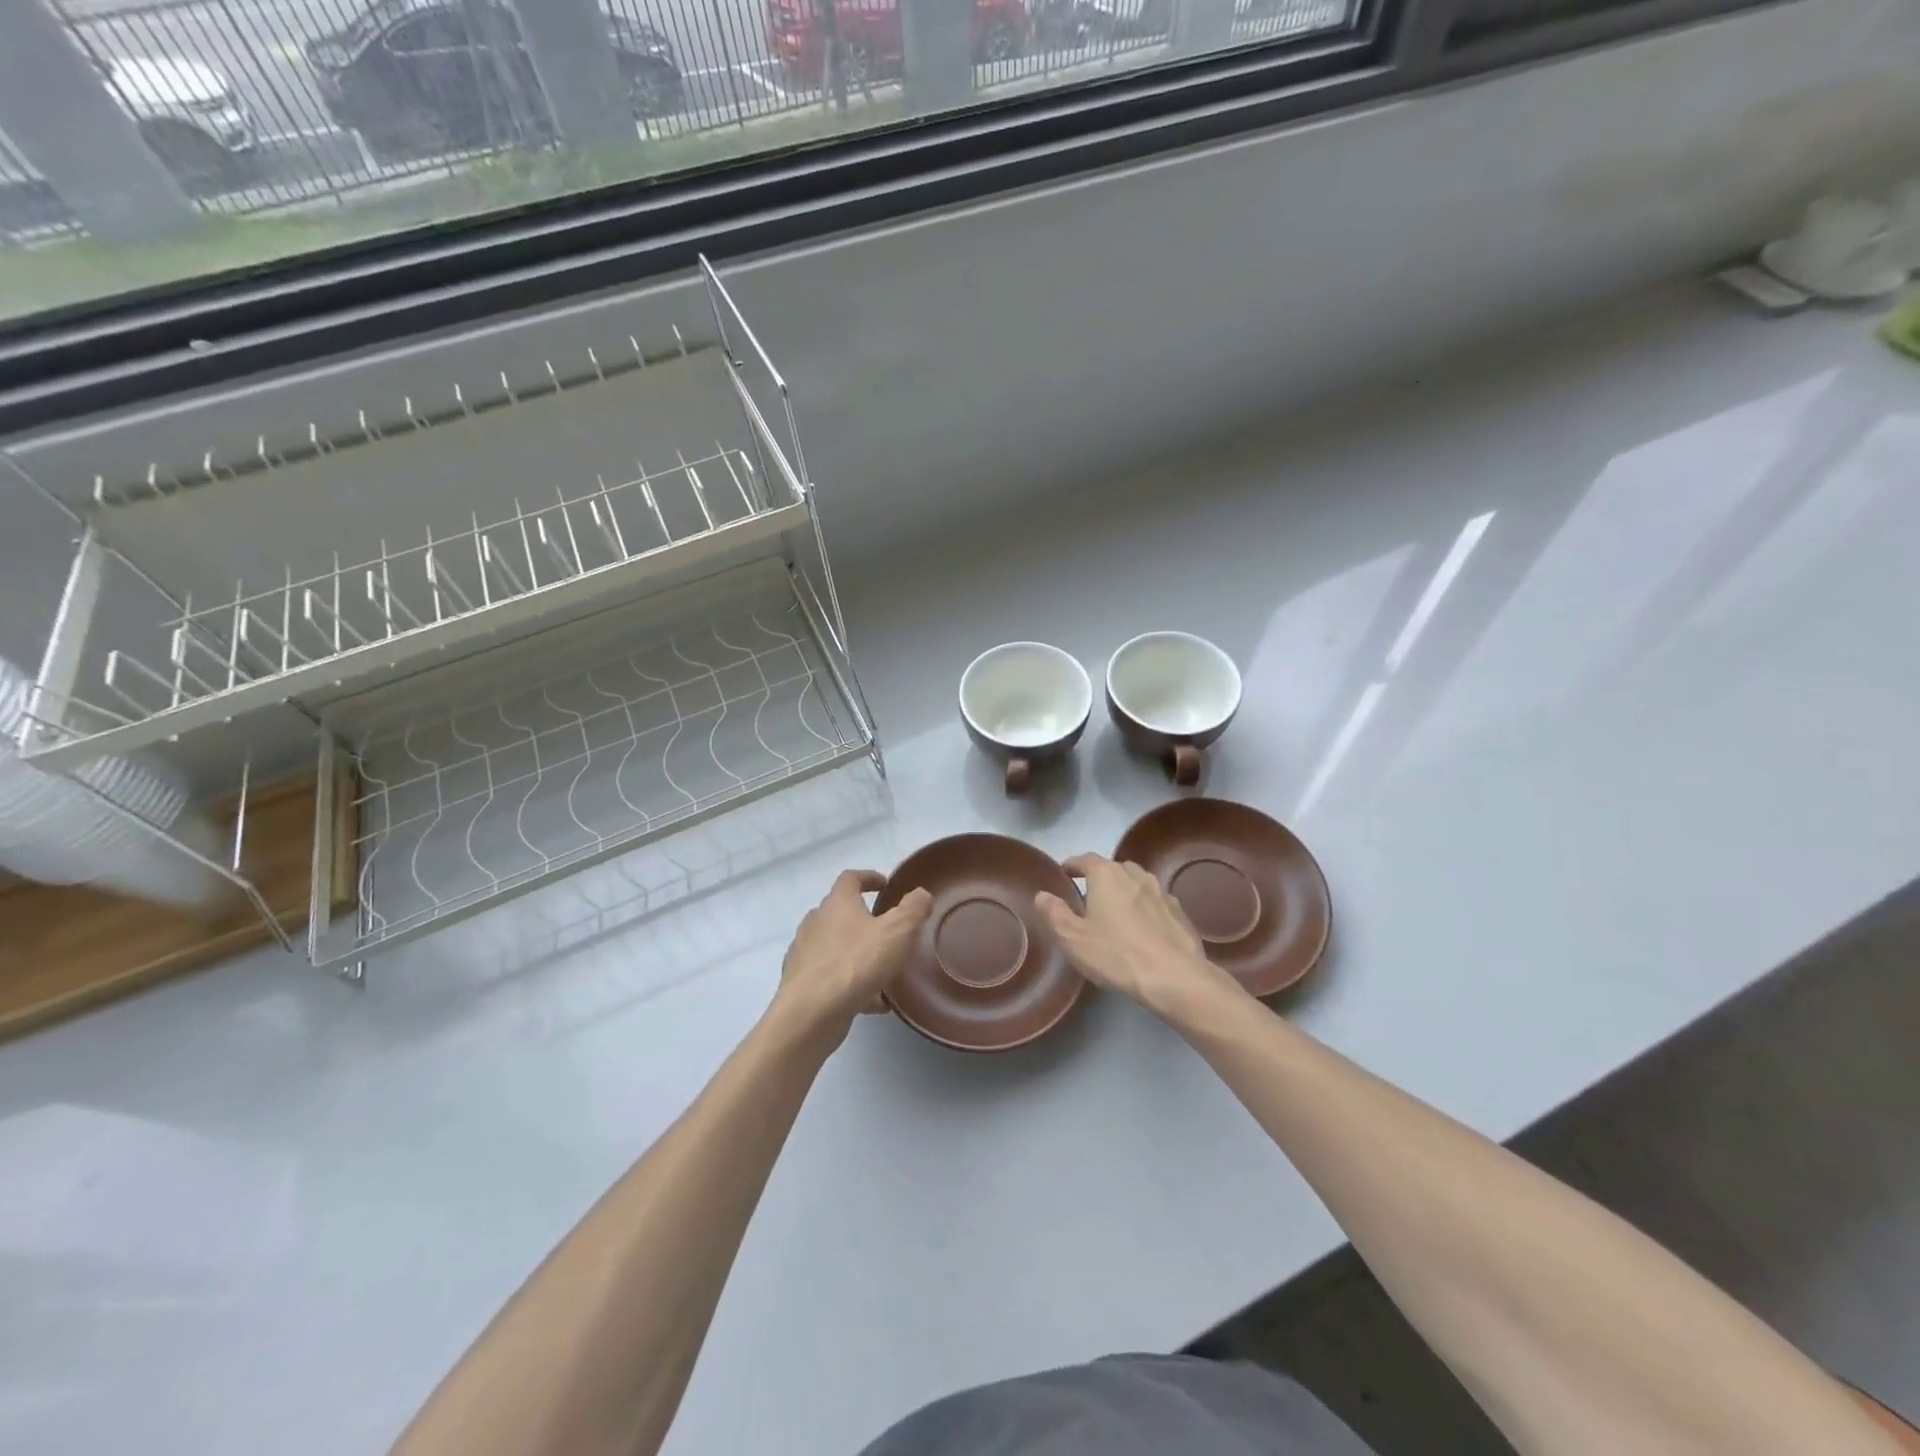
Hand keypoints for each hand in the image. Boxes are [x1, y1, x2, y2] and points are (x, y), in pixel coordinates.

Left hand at [772, 870, 931, 1045]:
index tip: (885, 885)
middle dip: (864, 919)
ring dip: (858, 954)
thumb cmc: (856, 963)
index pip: (850, 878)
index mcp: (837, 904)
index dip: (868, 877)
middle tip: (888, 930)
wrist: (810, 1013)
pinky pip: (832, 977)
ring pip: (836, 947)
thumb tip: (921, 894)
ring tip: (884, 971)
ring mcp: (805, 953)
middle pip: (840, 912)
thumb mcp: (897, 932)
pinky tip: (874, 1003)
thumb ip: (913, 910)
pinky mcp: (802, 983)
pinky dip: (852, 983)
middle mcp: (816, 923)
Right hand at [1035, 854, 1240, 1017]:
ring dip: (1124, 894)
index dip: (1072, 865)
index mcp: (1107, 874)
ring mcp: (1161, 892)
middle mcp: (1135, 874)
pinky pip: (1154, 904)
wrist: (1174, 977)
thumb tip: (1042, 895)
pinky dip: (1145, 910)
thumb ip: (1054, 913)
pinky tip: (1142, 931)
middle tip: (1088, 900)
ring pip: (1136, 885)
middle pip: (1112, 869)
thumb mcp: (1073, 938)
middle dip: (1099, 880)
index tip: (1063, 874)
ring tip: (1115, 915)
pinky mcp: (1179, 912)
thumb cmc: (1116, 954)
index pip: (1084, 859)